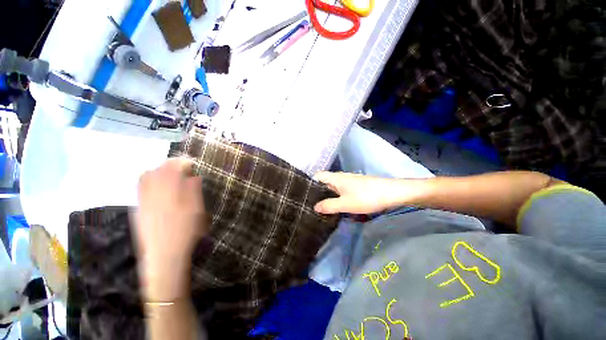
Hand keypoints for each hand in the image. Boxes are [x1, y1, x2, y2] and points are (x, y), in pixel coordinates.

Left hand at [133, 158, 206, 300]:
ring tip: (169, 175)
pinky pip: (139, 189)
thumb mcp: (196, 210)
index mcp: (169, 192)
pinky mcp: (138, 209)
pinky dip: (148, 182)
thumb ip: (193, 190)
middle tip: (180, 168)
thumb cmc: (185, 231)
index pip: (172, 168)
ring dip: (157, 172)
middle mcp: (152, 193)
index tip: (190, 163)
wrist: (163, 255)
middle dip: (168, 165)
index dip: (181, 163)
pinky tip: (157, 187)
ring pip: (145, 178)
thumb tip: (193, 176)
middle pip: (156, 171)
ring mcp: (142, 201)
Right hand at [313, 171, 404, 213]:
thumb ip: (328, 205)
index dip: (310, 183)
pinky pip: (342, 191)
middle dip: (318, 193)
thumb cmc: (366, 197)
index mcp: (335, 178)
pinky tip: (338, 207)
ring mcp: (349, 181)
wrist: (392, 193)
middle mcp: (340, 177)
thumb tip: (315, 207)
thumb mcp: (345, 204)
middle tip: (311, 205)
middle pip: (325, 182)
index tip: (304, 195)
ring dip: (328, 197)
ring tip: (322, 209)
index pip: (317, 176)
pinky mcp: (356, 187)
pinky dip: (337, 198)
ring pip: (334, 188)